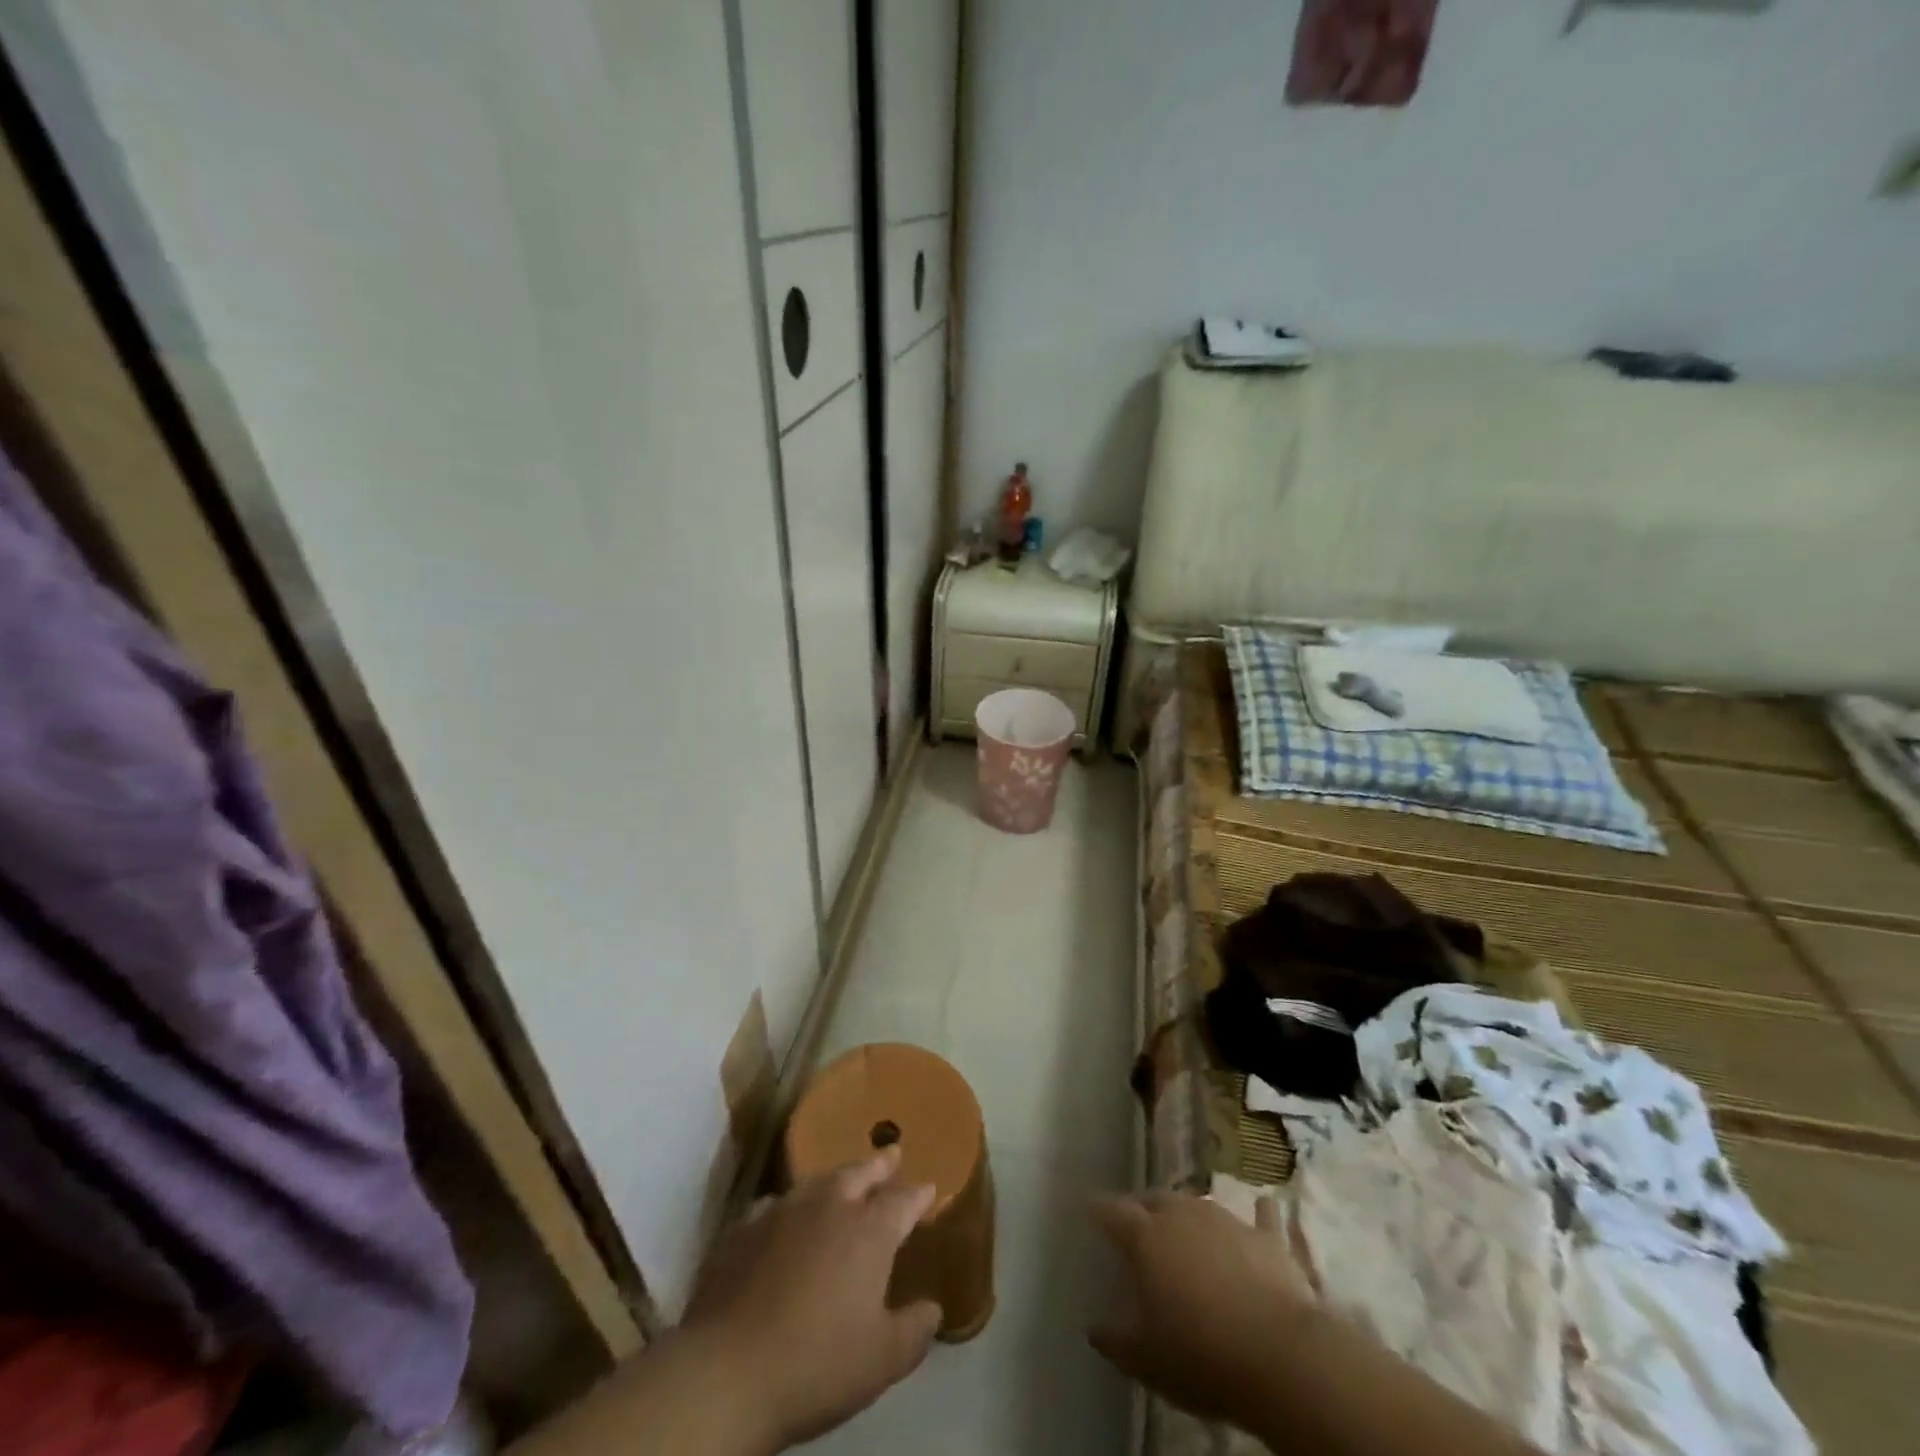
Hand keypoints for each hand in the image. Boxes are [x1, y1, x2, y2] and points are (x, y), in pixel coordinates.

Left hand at [677, 1146, 942, 1450]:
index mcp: (868, 1231)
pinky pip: (776, 1204)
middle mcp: (829, 1207)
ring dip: (837, 1177)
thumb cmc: (816, 1364)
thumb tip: (933, 1308)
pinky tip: (787, 1215)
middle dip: (880, 1164)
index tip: (929, 1187)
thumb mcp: (882, 1360)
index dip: (918, 1194)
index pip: (902, 1200)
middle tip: (892, 1153)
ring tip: (845, 1177)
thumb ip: (915, 1330)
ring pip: (818, 1180)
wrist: (726, 1371)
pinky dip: (791, 1205)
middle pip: (860, 1172)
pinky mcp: (744, 1227)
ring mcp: (783, 1211)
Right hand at [1088, 1190, 1315, 1429]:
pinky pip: (1260, 1216)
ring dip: (1187, 1213)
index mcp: (1146, 1237)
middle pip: (1154, 1198)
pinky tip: (1264, 1206)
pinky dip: (1258, 1213)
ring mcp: (1226, 1220)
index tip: (1088, 1207)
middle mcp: (1182, 1215)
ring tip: (1184, 1226)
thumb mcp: (1146, 1360)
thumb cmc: (1202, 1356)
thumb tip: (1093, 1328)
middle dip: (1141, 1206)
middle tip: (1136, 1221)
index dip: (1098, 1208)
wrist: (1282, 1358)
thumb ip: (1115, 1340)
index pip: (1112, 1210)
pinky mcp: (1267, 1238)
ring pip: (1198, 1204)